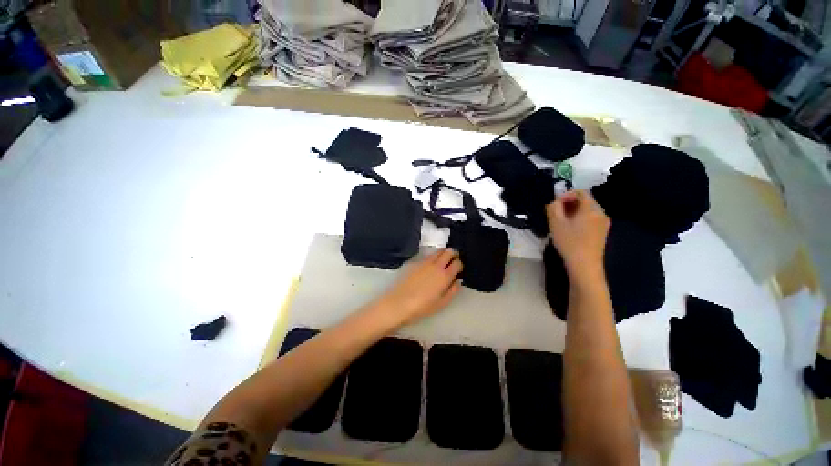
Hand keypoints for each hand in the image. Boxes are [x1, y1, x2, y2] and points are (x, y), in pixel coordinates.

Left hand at [375, 249, 462, 326]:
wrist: (399, 303)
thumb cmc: (422, 307)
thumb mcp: (442, 303)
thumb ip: (452, 290)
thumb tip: (458, 280)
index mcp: (445, 276)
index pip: (457, 263)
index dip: (460, 264)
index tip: (459, 268)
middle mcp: (436, 265)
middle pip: (448, 252)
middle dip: (453, 253)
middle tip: (453, 258)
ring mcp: (425, 262)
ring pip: (438, 251)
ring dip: (443, 252)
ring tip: (443, 259)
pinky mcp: (415, 262)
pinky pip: (428, 255)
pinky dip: (433, 256)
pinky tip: (430, 264)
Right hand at [546, 190, 610, 281]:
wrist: (584, 266)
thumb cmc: (569, 242)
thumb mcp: (555, 223)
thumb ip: (553, 207)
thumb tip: (554, 200)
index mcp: (591, 209)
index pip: (581, 192)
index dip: (566, 194)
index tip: (555, 204)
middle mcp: (601, 213)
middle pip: (586, 200)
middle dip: (569, 203)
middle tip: (556, 213)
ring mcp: (603, 224)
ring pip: (588, 210)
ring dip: (574, 212)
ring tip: (561, 222)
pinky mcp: (602, 233)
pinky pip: (591, 219)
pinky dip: (580, 219)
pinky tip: (570, 230)